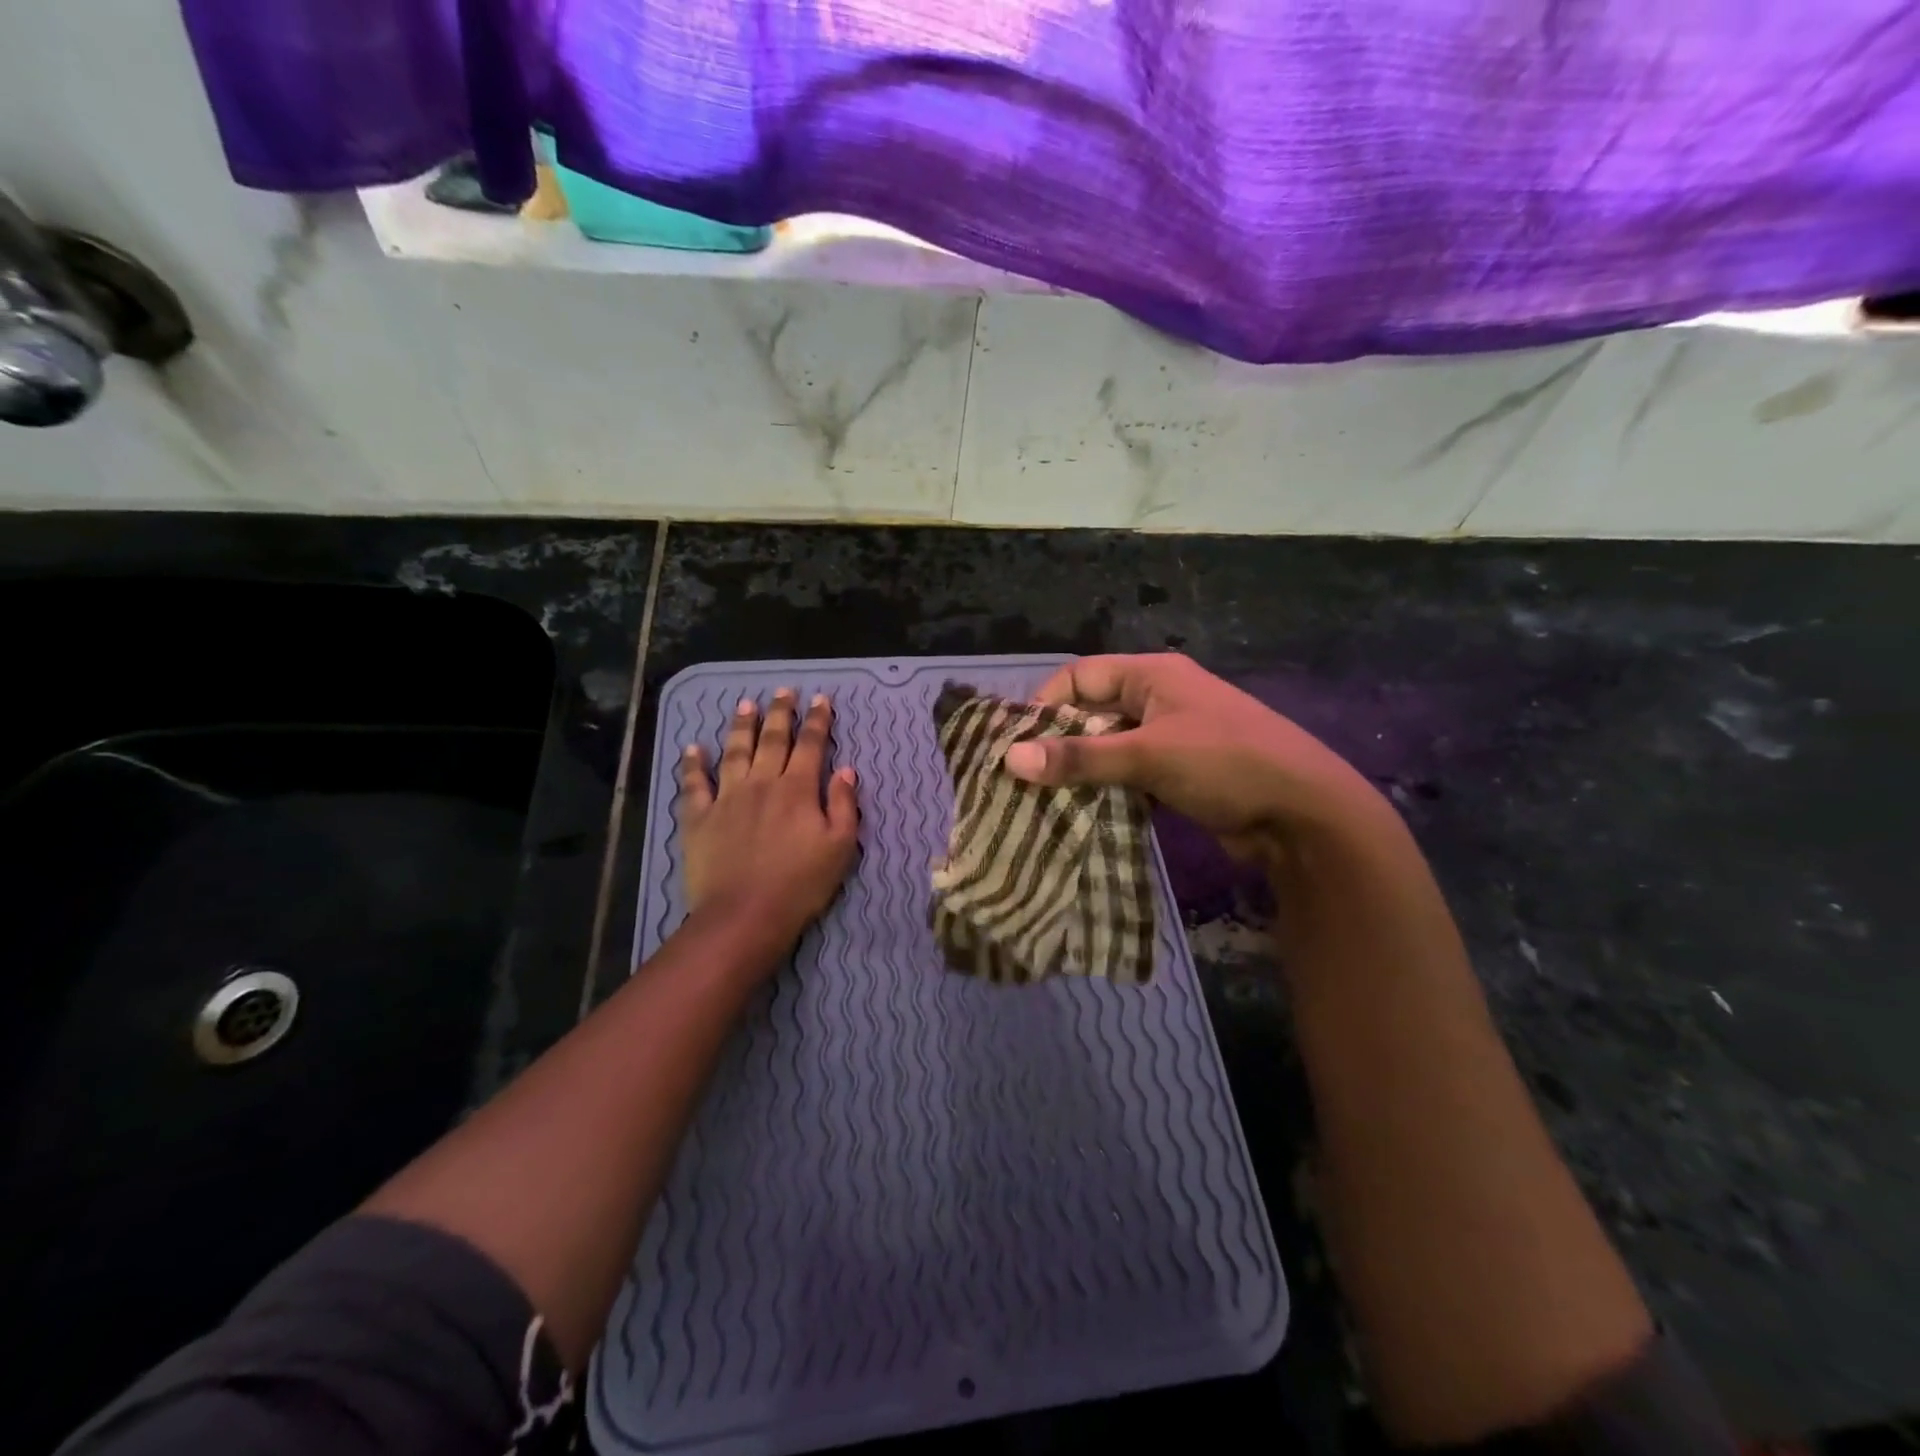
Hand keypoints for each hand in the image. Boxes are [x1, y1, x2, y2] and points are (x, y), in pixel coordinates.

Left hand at [679, 689, 859, 953]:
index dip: (817, 720)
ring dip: (741, 725)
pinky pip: (694, 783)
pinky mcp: (698, 817)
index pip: (811, 745)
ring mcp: (727, 797)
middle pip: (772, 739)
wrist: (744, 914)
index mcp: (798, 789)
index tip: (821, 699)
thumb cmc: (800, 884)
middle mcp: (762, 783)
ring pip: (734, 751)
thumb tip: (847, 769)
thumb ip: (844, 805)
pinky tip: (694, 747)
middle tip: (783, 691)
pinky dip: (693, 763)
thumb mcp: (840, 847)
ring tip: (745, 704)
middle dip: (780, 712)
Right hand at [1002, 653, 1388, 859]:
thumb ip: (1080, 758)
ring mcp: (1172, 737)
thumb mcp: (1148, 755)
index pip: (1080, 676)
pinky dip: (1108, 790)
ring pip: (1110, 747)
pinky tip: (1084, 814)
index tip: (1018, 744)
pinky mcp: (1181, 773)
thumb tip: (1009, 758)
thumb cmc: (1225, 764)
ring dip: (1082, 771)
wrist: (1305, 813)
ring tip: (1045, 801)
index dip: (1045, 704)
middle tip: (1024, 778)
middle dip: (1059, 743)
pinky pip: (1130, 774)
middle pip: (1093, 712)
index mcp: (1152, 675)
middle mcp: (1159, 698)